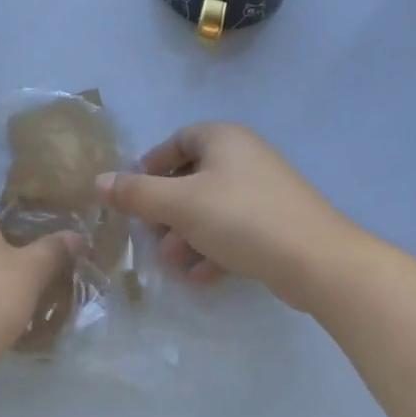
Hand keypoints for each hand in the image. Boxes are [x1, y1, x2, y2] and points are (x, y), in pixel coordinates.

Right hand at [99, 123, 356, 310]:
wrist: (317, 260)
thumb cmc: (241, 218)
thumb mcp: (180, 204)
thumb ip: (137, 193)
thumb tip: (98, 181)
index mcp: (224, 139)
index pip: (179, 140)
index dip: (153, 163)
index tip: (134, 191)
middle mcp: (245, 157)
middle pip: (194, 177)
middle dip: (168, 208)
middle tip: (149, 234)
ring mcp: (265, 191)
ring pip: (213, 208)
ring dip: (188, 234)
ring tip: (171, 263)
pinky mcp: (278, 224)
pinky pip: (236, 230)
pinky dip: (215, 248)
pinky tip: (200, 277)